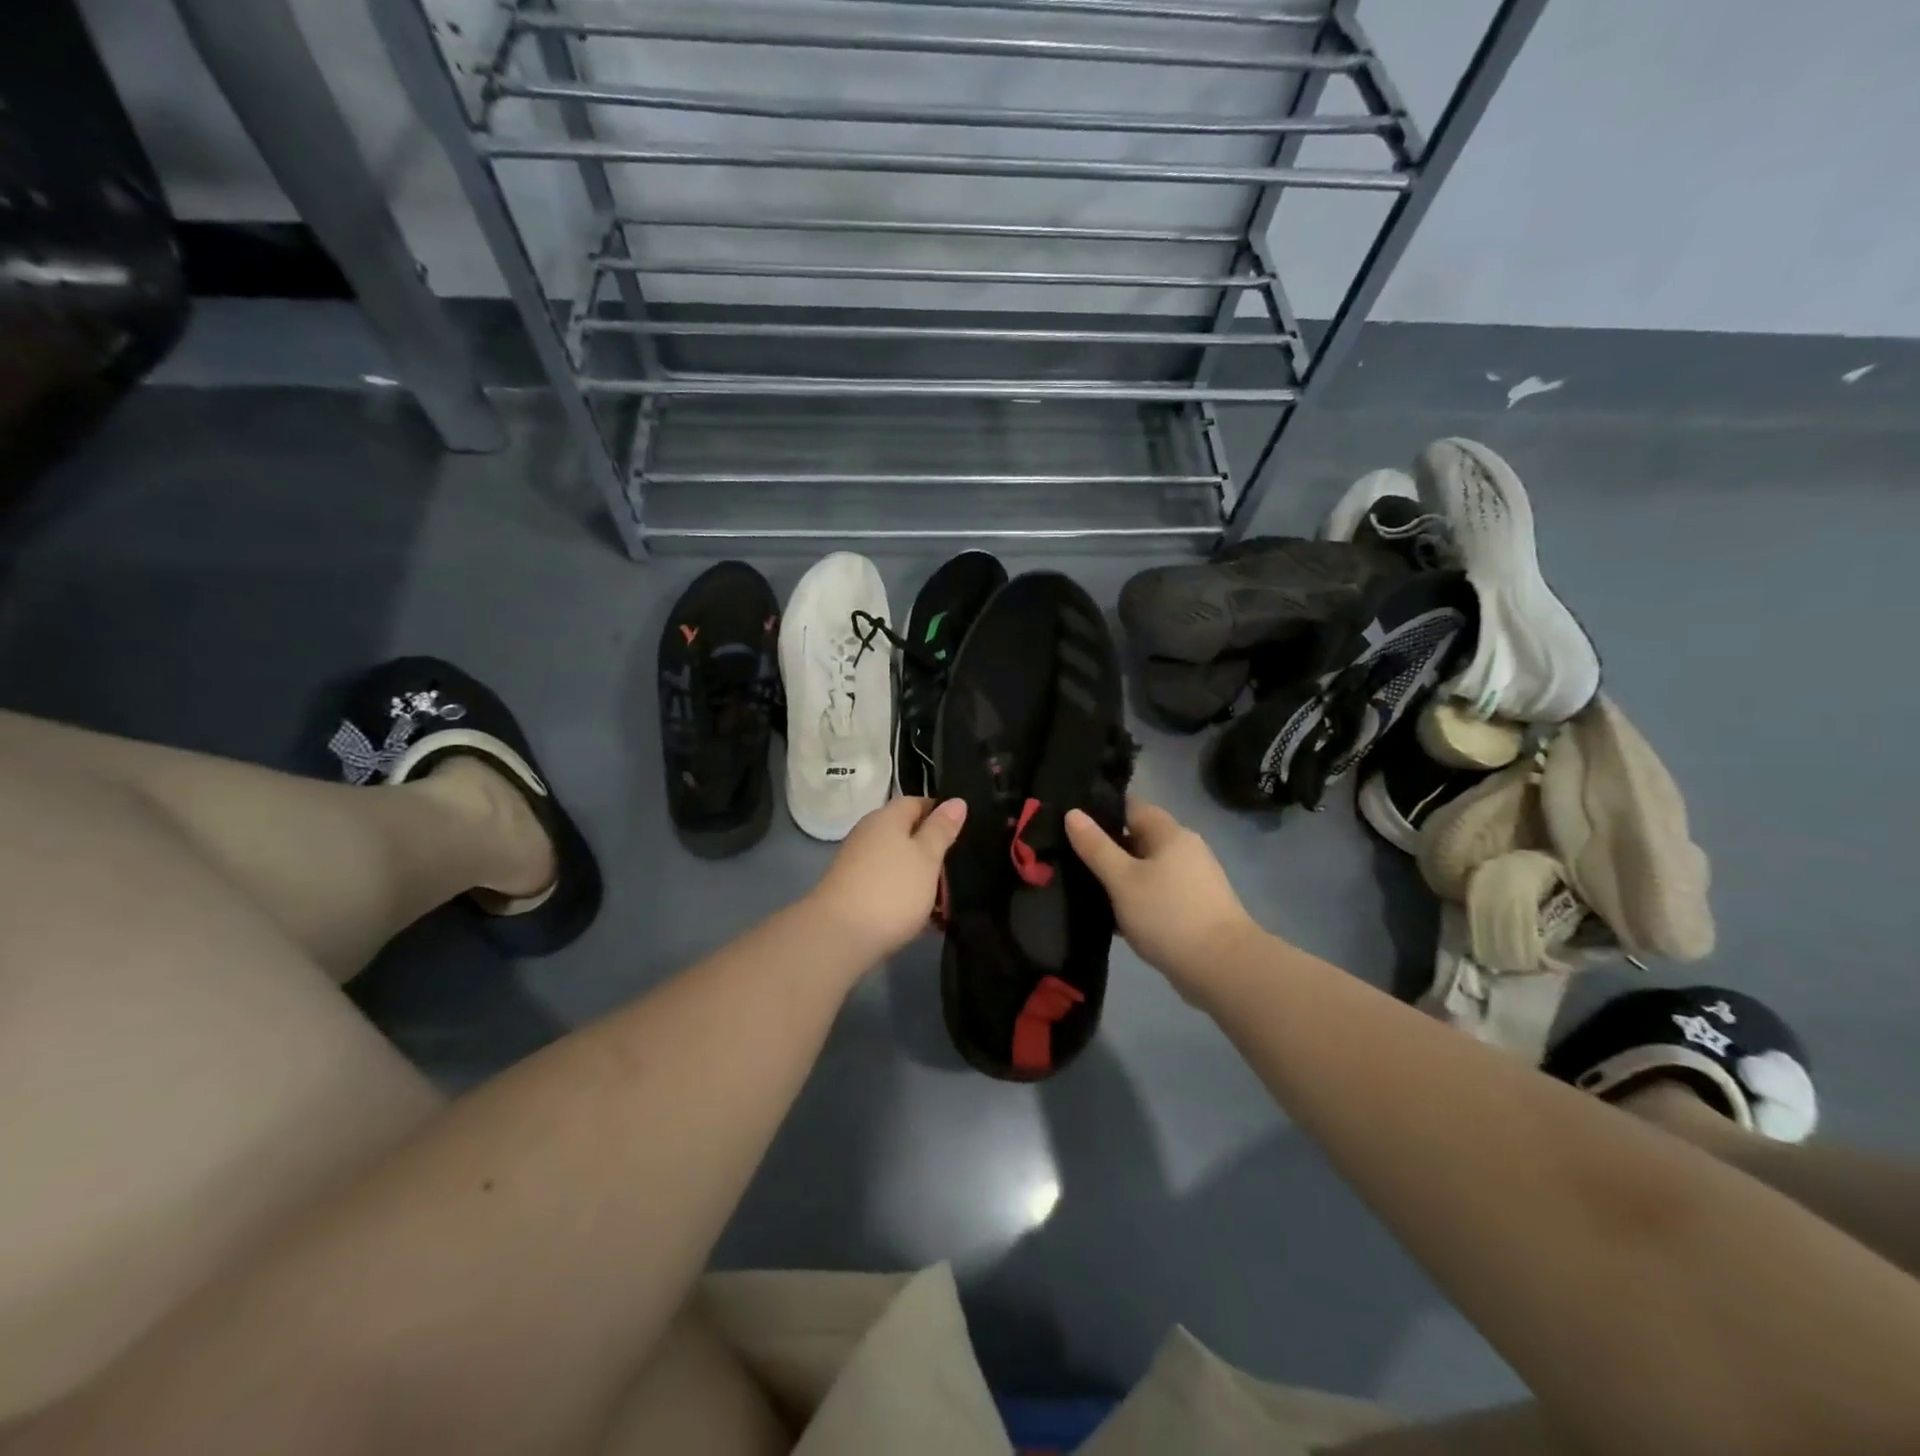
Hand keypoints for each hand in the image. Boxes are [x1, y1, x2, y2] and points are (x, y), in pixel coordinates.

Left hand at [807, 796, 967, 964]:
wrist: (838, 936)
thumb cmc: (891, 889)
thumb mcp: (927, 857)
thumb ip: (941, 829)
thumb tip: (957, 800)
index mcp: (887, 817)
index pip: (917, 802)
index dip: (941, 814)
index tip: (964, 832)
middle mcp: (868, 833)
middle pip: (906, 833)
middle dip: (932, 849)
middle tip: (960, 869)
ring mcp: (857, 862)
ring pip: (898, 861)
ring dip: (920, 875)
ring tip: (946, 898)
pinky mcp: (852, 890)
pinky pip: (887, 884)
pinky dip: (904, 894)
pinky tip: (921, 915)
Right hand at [1065, 798, 1260, 994]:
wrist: (1222, 969)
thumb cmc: (1168, 915)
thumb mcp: (1123, 879)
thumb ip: (1096, 847)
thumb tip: (1072, 813)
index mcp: (1170, 834)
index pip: (1131, 807)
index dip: (1100, 810)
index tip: (1070, 821)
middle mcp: (1185, 850)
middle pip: (1138, 838)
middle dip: (1106, 847)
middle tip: (1068, 857)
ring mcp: (1192, 881)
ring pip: (1146, 869)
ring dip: (1119, 877)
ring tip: (1082, 887)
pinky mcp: (1194, 909)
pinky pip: (1156, 894)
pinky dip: (1135, 900)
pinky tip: (1111, 916)